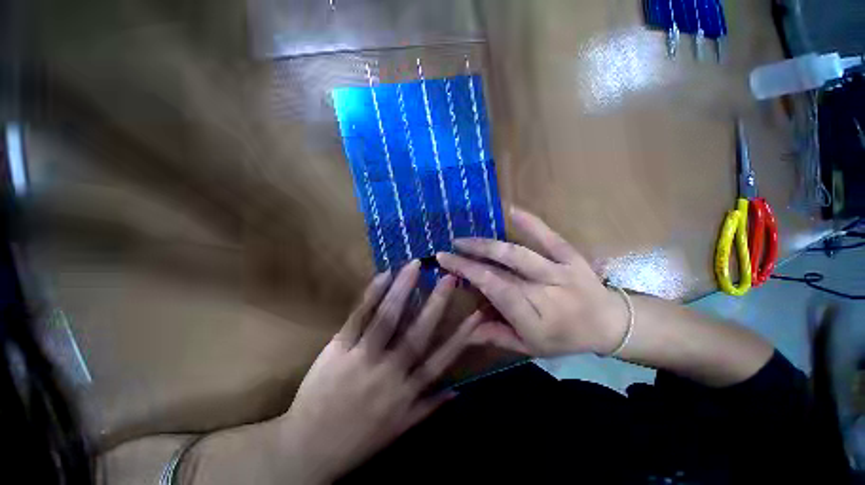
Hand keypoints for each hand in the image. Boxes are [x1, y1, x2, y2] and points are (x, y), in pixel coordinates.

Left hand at [279, 261, 480, 482]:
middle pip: (418, 332)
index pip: (442, 359)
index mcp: (407, 392)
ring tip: (415, 266)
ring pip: (388, 318)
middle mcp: (391, 372)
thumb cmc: (359, 439)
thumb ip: (430, 406)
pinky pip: (358, 317)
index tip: (477, 314)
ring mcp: (363, 358)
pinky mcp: (339, 349)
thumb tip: (458, 390)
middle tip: (449, 278)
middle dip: (437, 303)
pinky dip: (372, 295)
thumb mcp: (400, 428)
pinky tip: (383, 276)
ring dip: (403, 289)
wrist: (308, 449)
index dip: (462, 336)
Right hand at [436, 207, 626, 356]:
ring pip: (517, 254)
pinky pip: (549, 237)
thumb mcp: (530, 347)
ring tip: (465, 240)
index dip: (468, 274)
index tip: (446, 264)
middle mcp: (544, 293)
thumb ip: (496, 337)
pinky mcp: (570, 256)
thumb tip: (465, 329)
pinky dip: (531, 222)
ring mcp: (559, 271)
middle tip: (449, 249)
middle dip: (470, 259)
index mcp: (534, 319)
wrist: (610, 323)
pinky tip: (511, 209)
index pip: (494, 290)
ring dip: (487, 245)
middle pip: (501, 271)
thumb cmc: (566, 338)